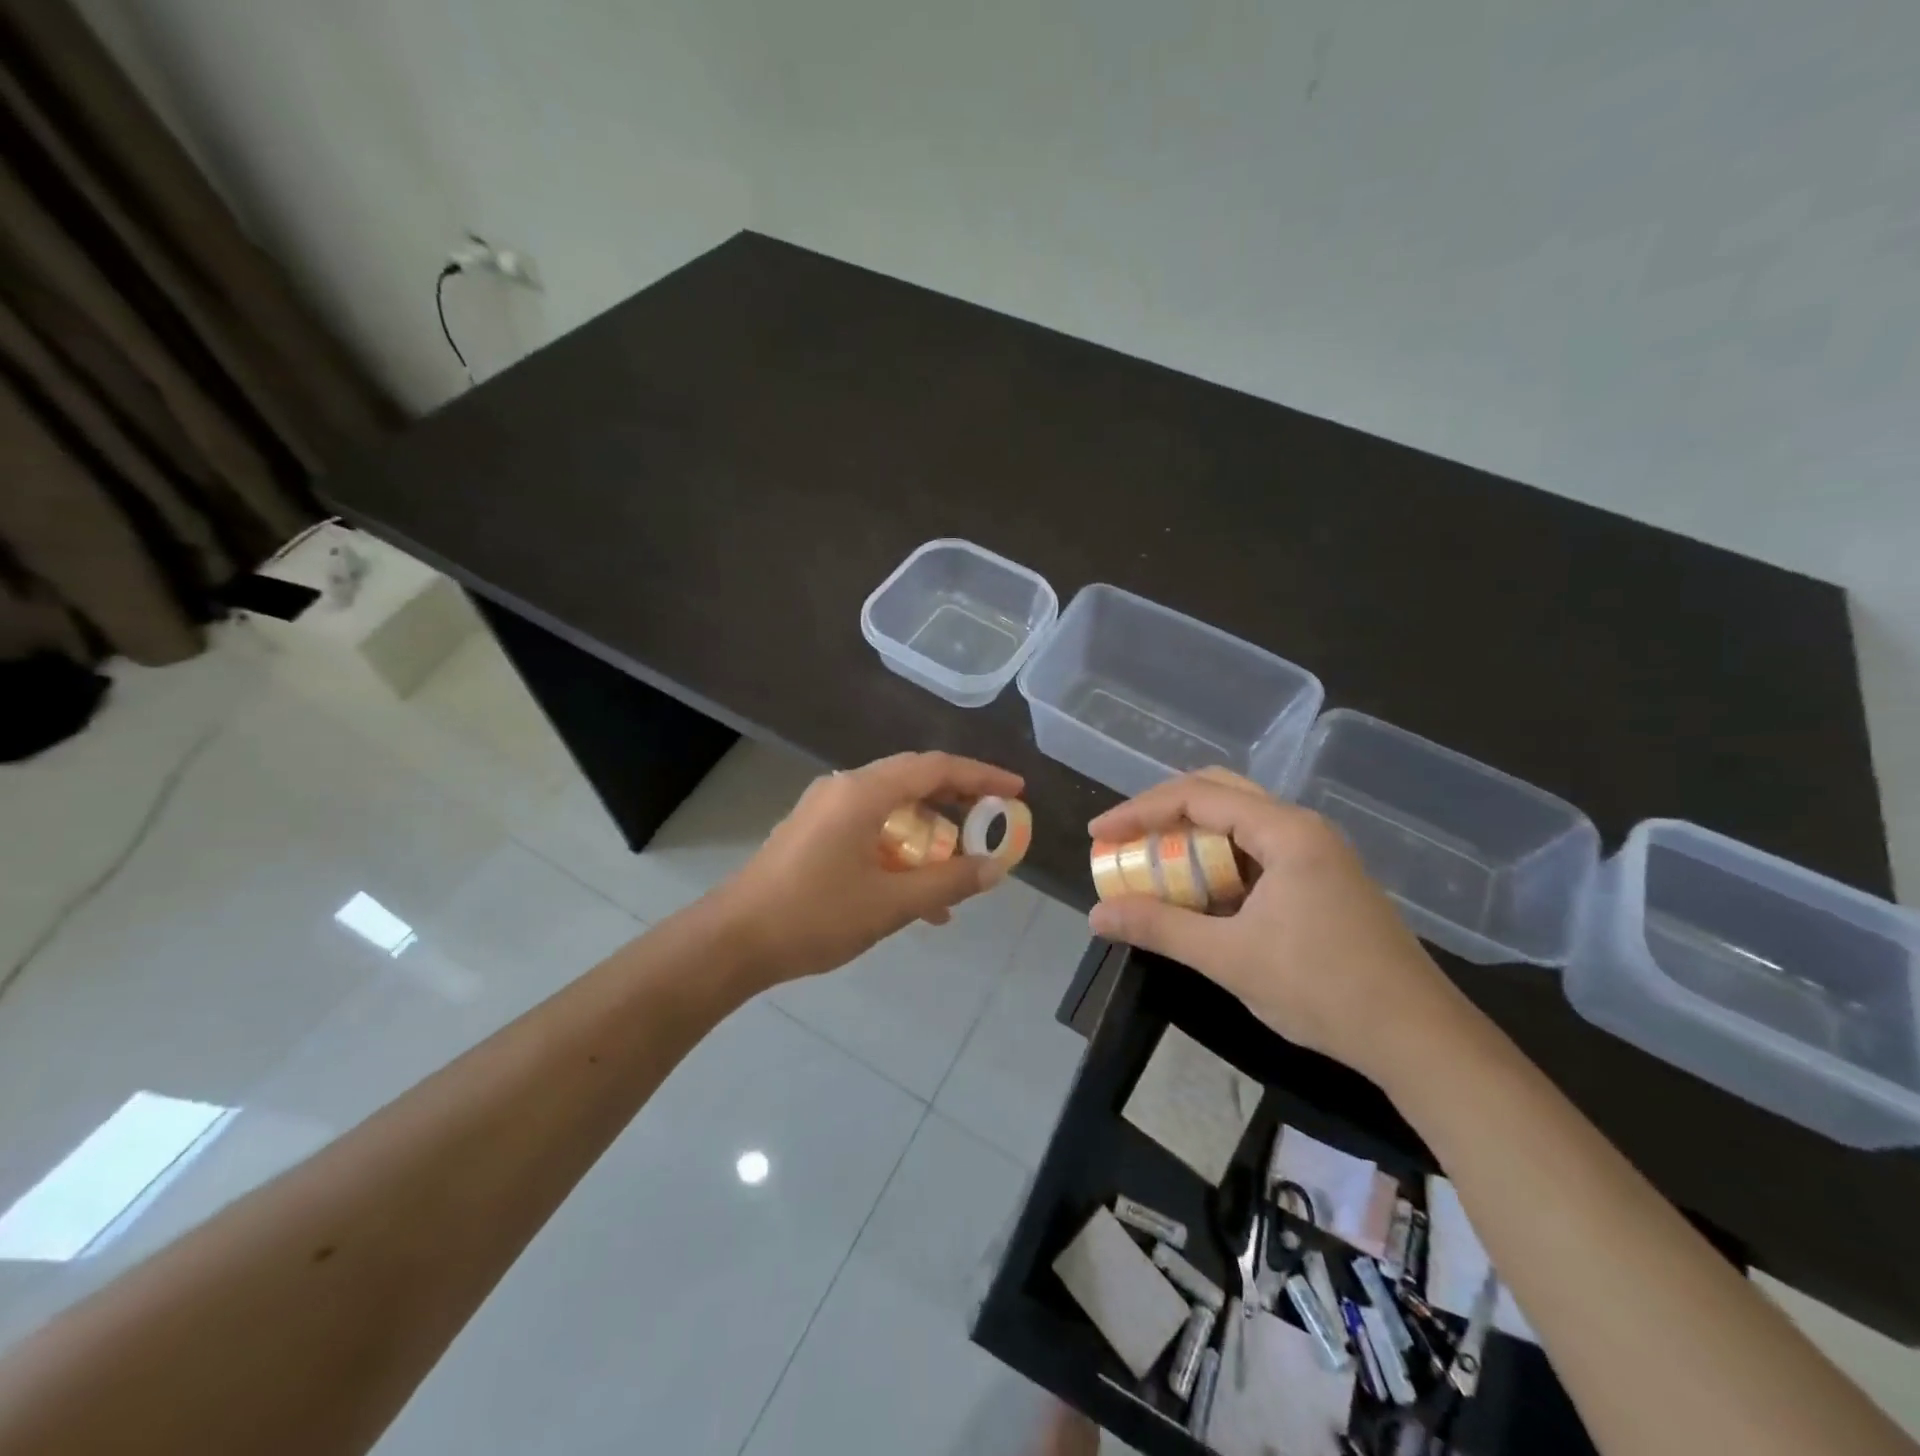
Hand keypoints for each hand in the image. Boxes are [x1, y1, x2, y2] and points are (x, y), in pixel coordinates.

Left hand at [717, 752, 1022, 984]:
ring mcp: (824, 809)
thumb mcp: (891, 904)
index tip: (1016, 791)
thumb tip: (995, 868)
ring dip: (927, 836)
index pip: (935, 767)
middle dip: (957, 803)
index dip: (981, 776)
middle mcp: (844, 788)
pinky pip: (869, 829)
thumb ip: (948, 883)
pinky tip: (915, 895)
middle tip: (991, 824)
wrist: (732, 942)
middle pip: (914, 781)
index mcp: (863, 792)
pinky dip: (898, 851)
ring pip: (892, 809)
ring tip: (957, 874)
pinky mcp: (813, 833)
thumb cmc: (814, 916)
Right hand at [1085, 770, 1454, 1080]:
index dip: (1138, 811)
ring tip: (1151, 865)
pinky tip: (1198, 895)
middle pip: (1217, 794)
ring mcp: (1316, 854)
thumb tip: (1097, 915)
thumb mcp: (1229, 958)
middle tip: (1123, 839)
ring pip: (1237, 825)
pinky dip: (1217, 864)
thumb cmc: (1324, 989)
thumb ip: (1159, 927)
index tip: (1098, 836)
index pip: (1195, 796)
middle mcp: (1301, 828)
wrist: (1420, 1040)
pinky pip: (1255, 853)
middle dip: (1162, 814)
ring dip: (1190, 840)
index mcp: (1285, 831)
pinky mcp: (1321, 881)